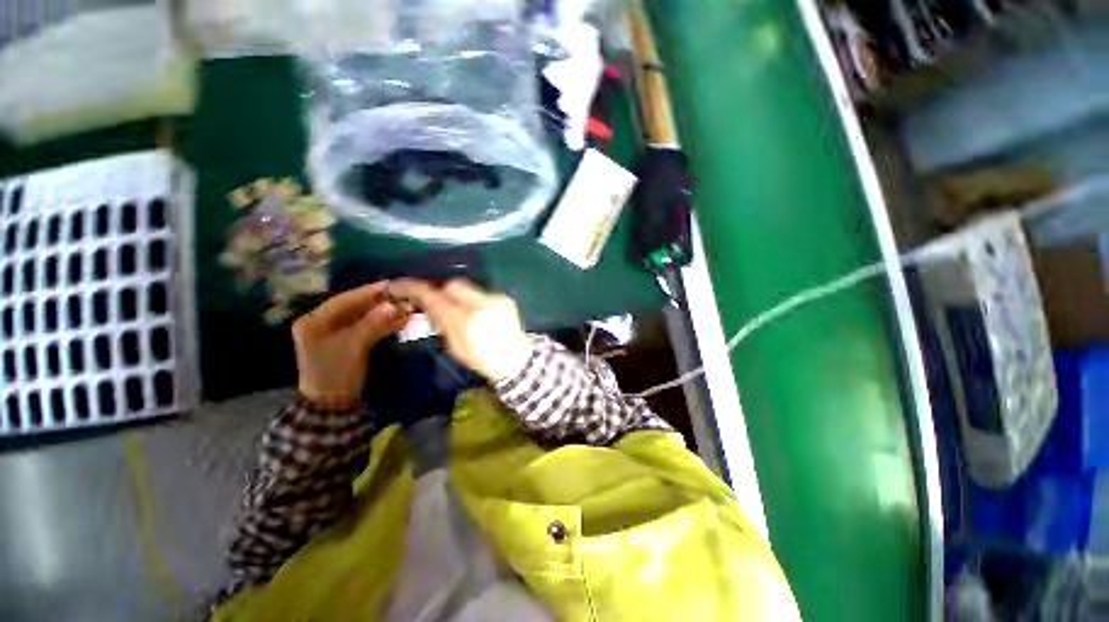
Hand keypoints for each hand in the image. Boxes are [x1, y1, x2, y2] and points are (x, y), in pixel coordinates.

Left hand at [292, 282, 411, 408]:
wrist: (333, 405)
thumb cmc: (336, 373)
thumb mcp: (354, 346)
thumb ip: (373, 324)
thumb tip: (394, 305)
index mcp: (313, 322)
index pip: (343, 301)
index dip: (367, 292)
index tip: (389, 285)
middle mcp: (322, 324)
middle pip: (354, 308)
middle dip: (379, 304)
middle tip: (402, 298)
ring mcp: (335, 334)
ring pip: (363, 317)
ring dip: (384, 314)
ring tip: (405, 309)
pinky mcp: (348, 342)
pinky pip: (367, 327)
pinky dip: (383, 324)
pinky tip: (400, 320)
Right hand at [389, 279, 532, 381]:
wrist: (517, 360)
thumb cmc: (483, 359)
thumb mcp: (456, 347)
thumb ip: (442, 323)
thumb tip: (431, 306)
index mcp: (466, 320)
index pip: (436, 297)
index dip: (416, 289)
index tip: (401, 286)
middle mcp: (482, 303)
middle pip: (453, 284)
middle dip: (442, 290)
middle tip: (437, 301)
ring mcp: (496, 299)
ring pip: (469, 288)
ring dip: (460, 296)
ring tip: (461, 310)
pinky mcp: (506, 298)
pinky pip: (483, 294)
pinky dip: (476, 300)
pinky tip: (479, 314)